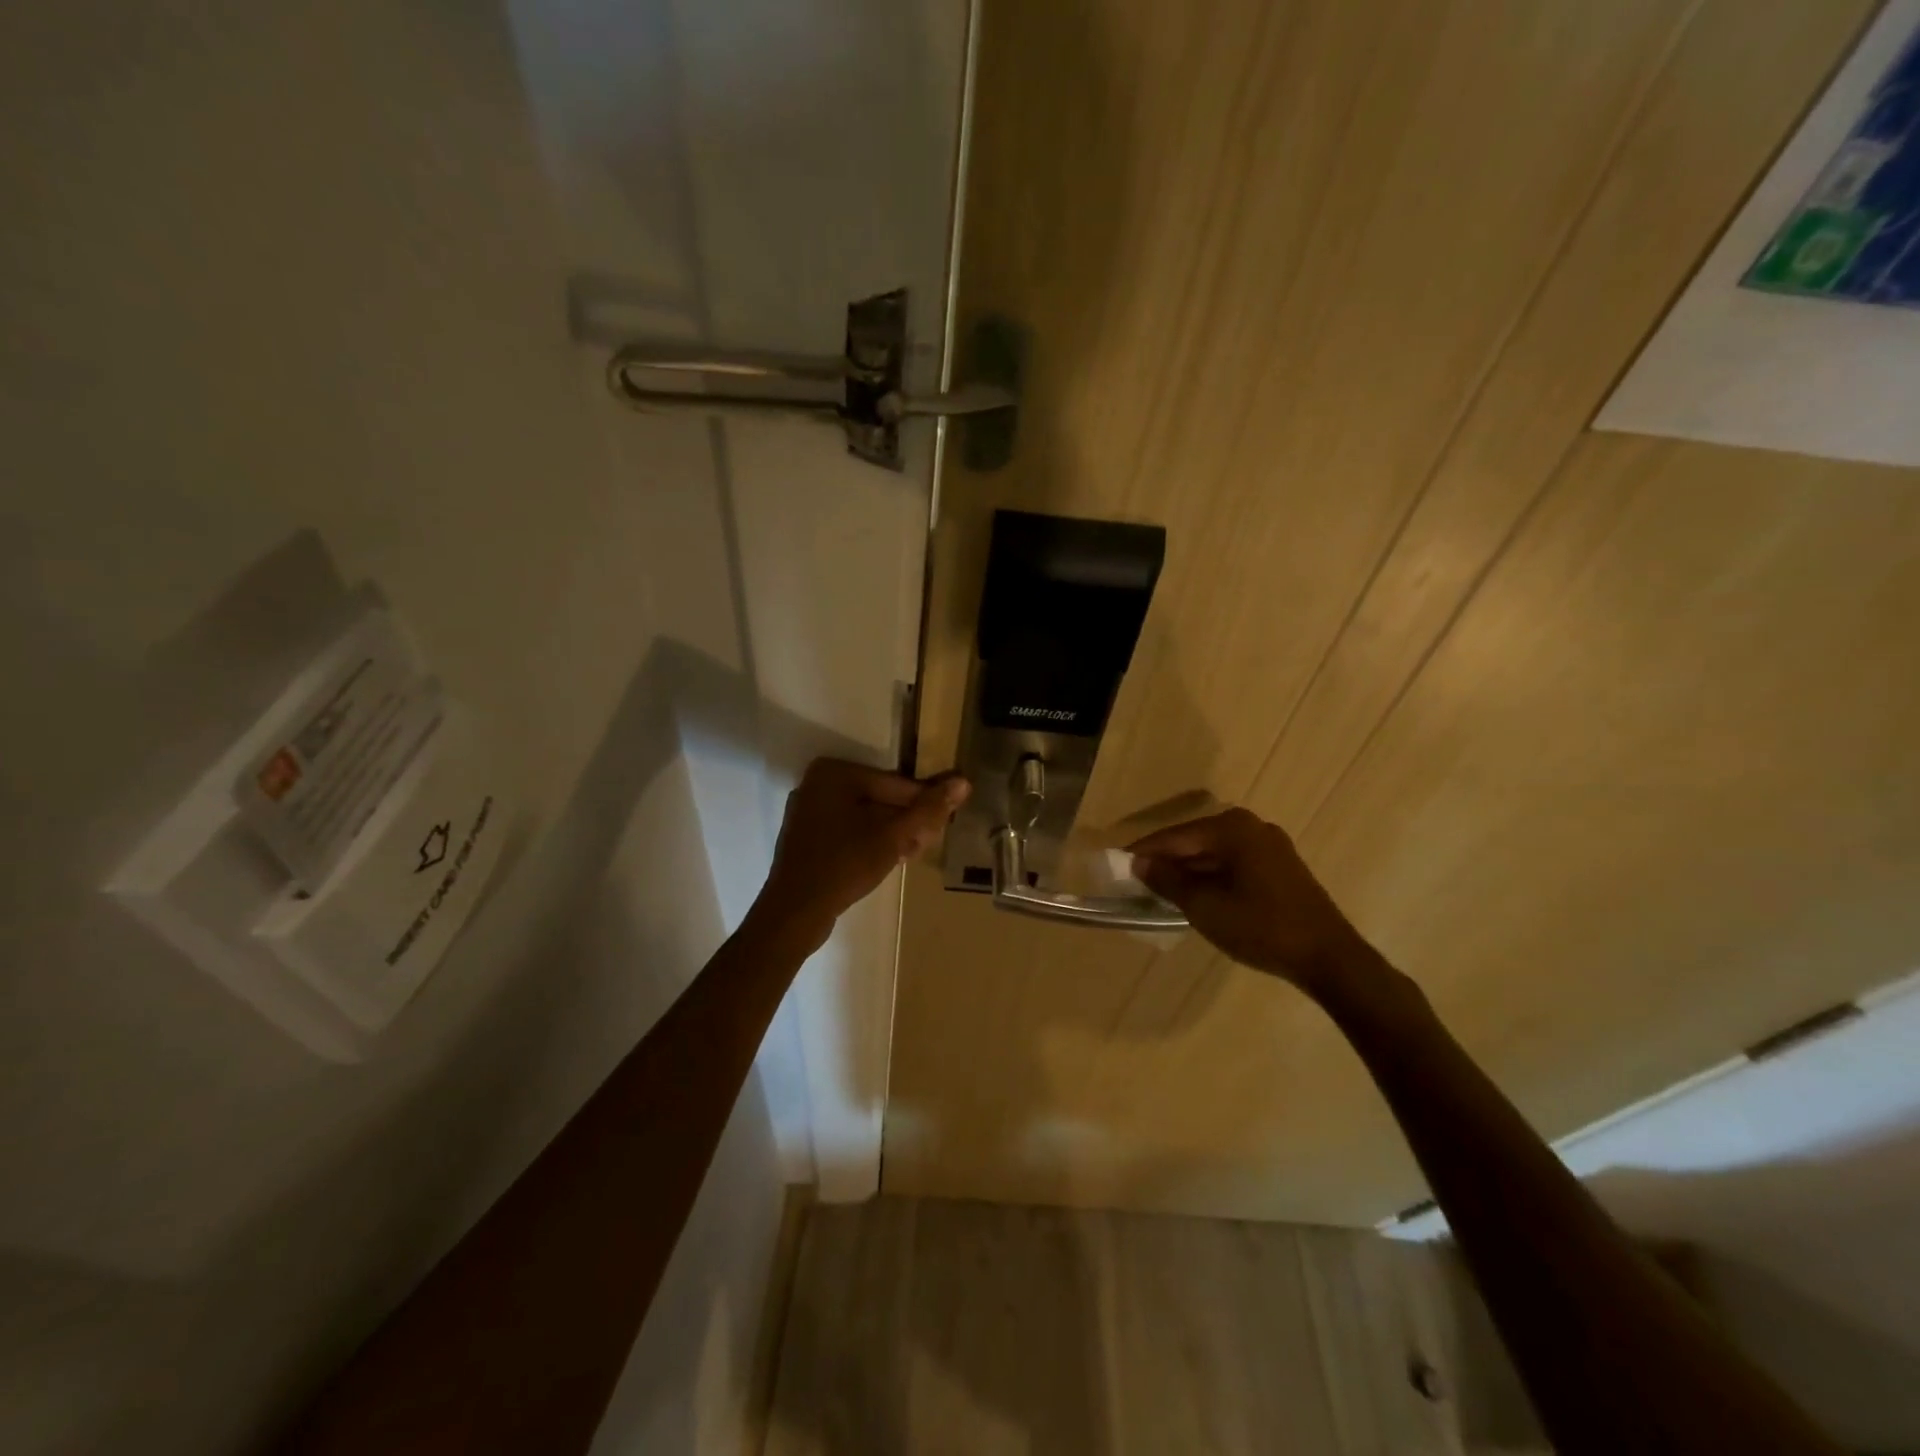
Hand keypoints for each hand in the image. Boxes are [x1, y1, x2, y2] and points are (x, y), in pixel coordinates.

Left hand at [755, 759, 970, 949]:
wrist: (794, 913)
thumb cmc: (845, 866)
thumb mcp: (894, 837)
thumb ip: (928, 810)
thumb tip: (963, 782)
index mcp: (835, 772)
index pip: (896, 784)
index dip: (924, 805)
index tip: (945, 824)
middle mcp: (818, 783)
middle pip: (880, 798)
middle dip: (907, 820)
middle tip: (929, 843)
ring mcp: (809, 810)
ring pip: (865, 815)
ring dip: (893, 832)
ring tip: (913, 852)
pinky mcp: (806, 835)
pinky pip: (848, 829)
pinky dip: (870, 840)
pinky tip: (890, 858)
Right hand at [1129, 808, 1369, 988]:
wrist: (1329, 958)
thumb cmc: (1260, 927)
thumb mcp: (1204, 906)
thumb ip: (1167, 880)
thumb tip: (1138, 863)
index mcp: (1232, 828)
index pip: (1175, 836)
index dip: (1144, 851)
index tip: (1117, 864)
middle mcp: (1251, 827)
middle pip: (1195, 841)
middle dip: (1167, 861)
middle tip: (1137, 881)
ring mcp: (1270, 846)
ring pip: (1214, 853)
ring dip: (1189, 871)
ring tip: (1161, 891)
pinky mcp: (1280, 867)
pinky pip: (1233, 863)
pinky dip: (1212, 876)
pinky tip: (1198, 896)